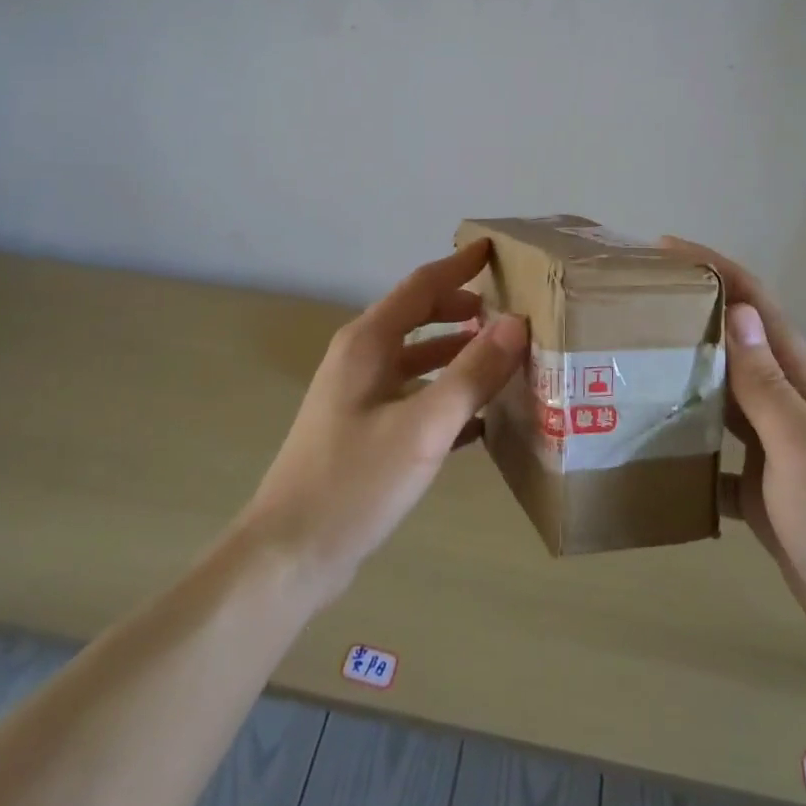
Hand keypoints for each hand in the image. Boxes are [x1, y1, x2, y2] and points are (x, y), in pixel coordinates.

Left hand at [237, 240, 528, 605]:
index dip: (459, 266)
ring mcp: (359, 396)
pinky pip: (414, 396)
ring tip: (503, 358)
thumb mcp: (424, 426)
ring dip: (457, 352)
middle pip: (418, 317)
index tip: (495, 250)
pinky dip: (445, 393)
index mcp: (368, 343)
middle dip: (462, 308)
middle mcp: (361, 359)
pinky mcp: (364, 431)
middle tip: (510, 310)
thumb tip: (516, 322)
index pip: (421, 286)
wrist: (289, 556)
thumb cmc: (355, 482)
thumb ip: (472, 374)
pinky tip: (480, 417)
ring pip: (417, 359)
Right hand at [664, 239, 805, 679]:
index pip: (758, 307)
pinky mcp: (762, 491)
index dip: (717, 270)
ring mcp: (775, 450)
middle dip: (691, 314)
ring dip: (684, 371)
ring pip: (721, 395)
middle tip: (632, 305)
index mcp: (803, 385)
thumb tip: (739, 312)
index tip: (665, 249)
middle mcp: (787, 407)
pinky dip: (686, 443)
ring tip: (631, 362)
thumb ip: (769, 385)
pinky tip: (650, 449)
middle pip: (735, 344)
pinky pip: (715, 454)